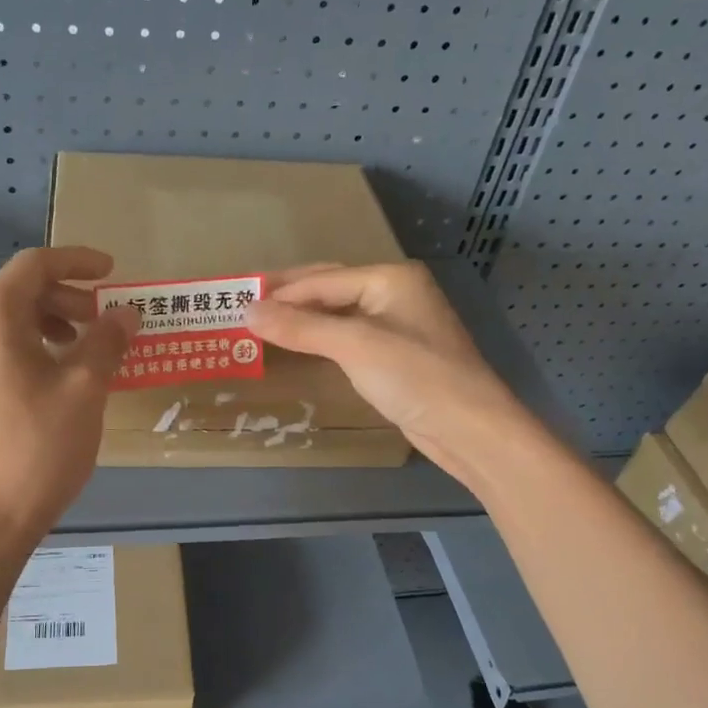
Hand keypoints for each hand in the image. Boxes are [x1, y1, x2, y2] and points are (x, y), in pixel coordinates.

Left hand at [0, 247, 137, 546]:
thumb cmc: (37, 447)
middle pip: (16, 291)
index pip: (34, 265)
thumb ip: (107, 341)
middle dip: (64, 296)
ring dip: (46, 322)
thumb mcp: (84, 390)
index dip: (77, 262)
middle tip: (102, 318)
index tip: (112, 272)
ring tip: (82, 348)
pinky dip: (27, 346)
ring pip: (3, 321)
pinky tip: (53, 377)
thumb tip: (126, 314)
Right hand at [245, 262, 523, 476]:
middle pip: (331, 288)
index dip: (280, 292)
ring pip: (340, 313)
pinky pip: (350, 337)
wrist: (470, 429)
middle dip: (290, 297)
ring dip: (303, 319)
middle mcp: (396, 293)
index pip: (322, 279)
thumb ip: (300, 326)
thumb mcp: (354, 346)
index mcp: (391, 278)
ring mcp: (399, 325)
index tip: (237, 303)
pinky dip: (322, 338)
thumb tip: (247, 311)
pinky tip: (301, 345)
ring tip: (264, 325)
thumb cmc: (415, 376)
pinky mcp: (398, 355)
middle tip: (246, 306)